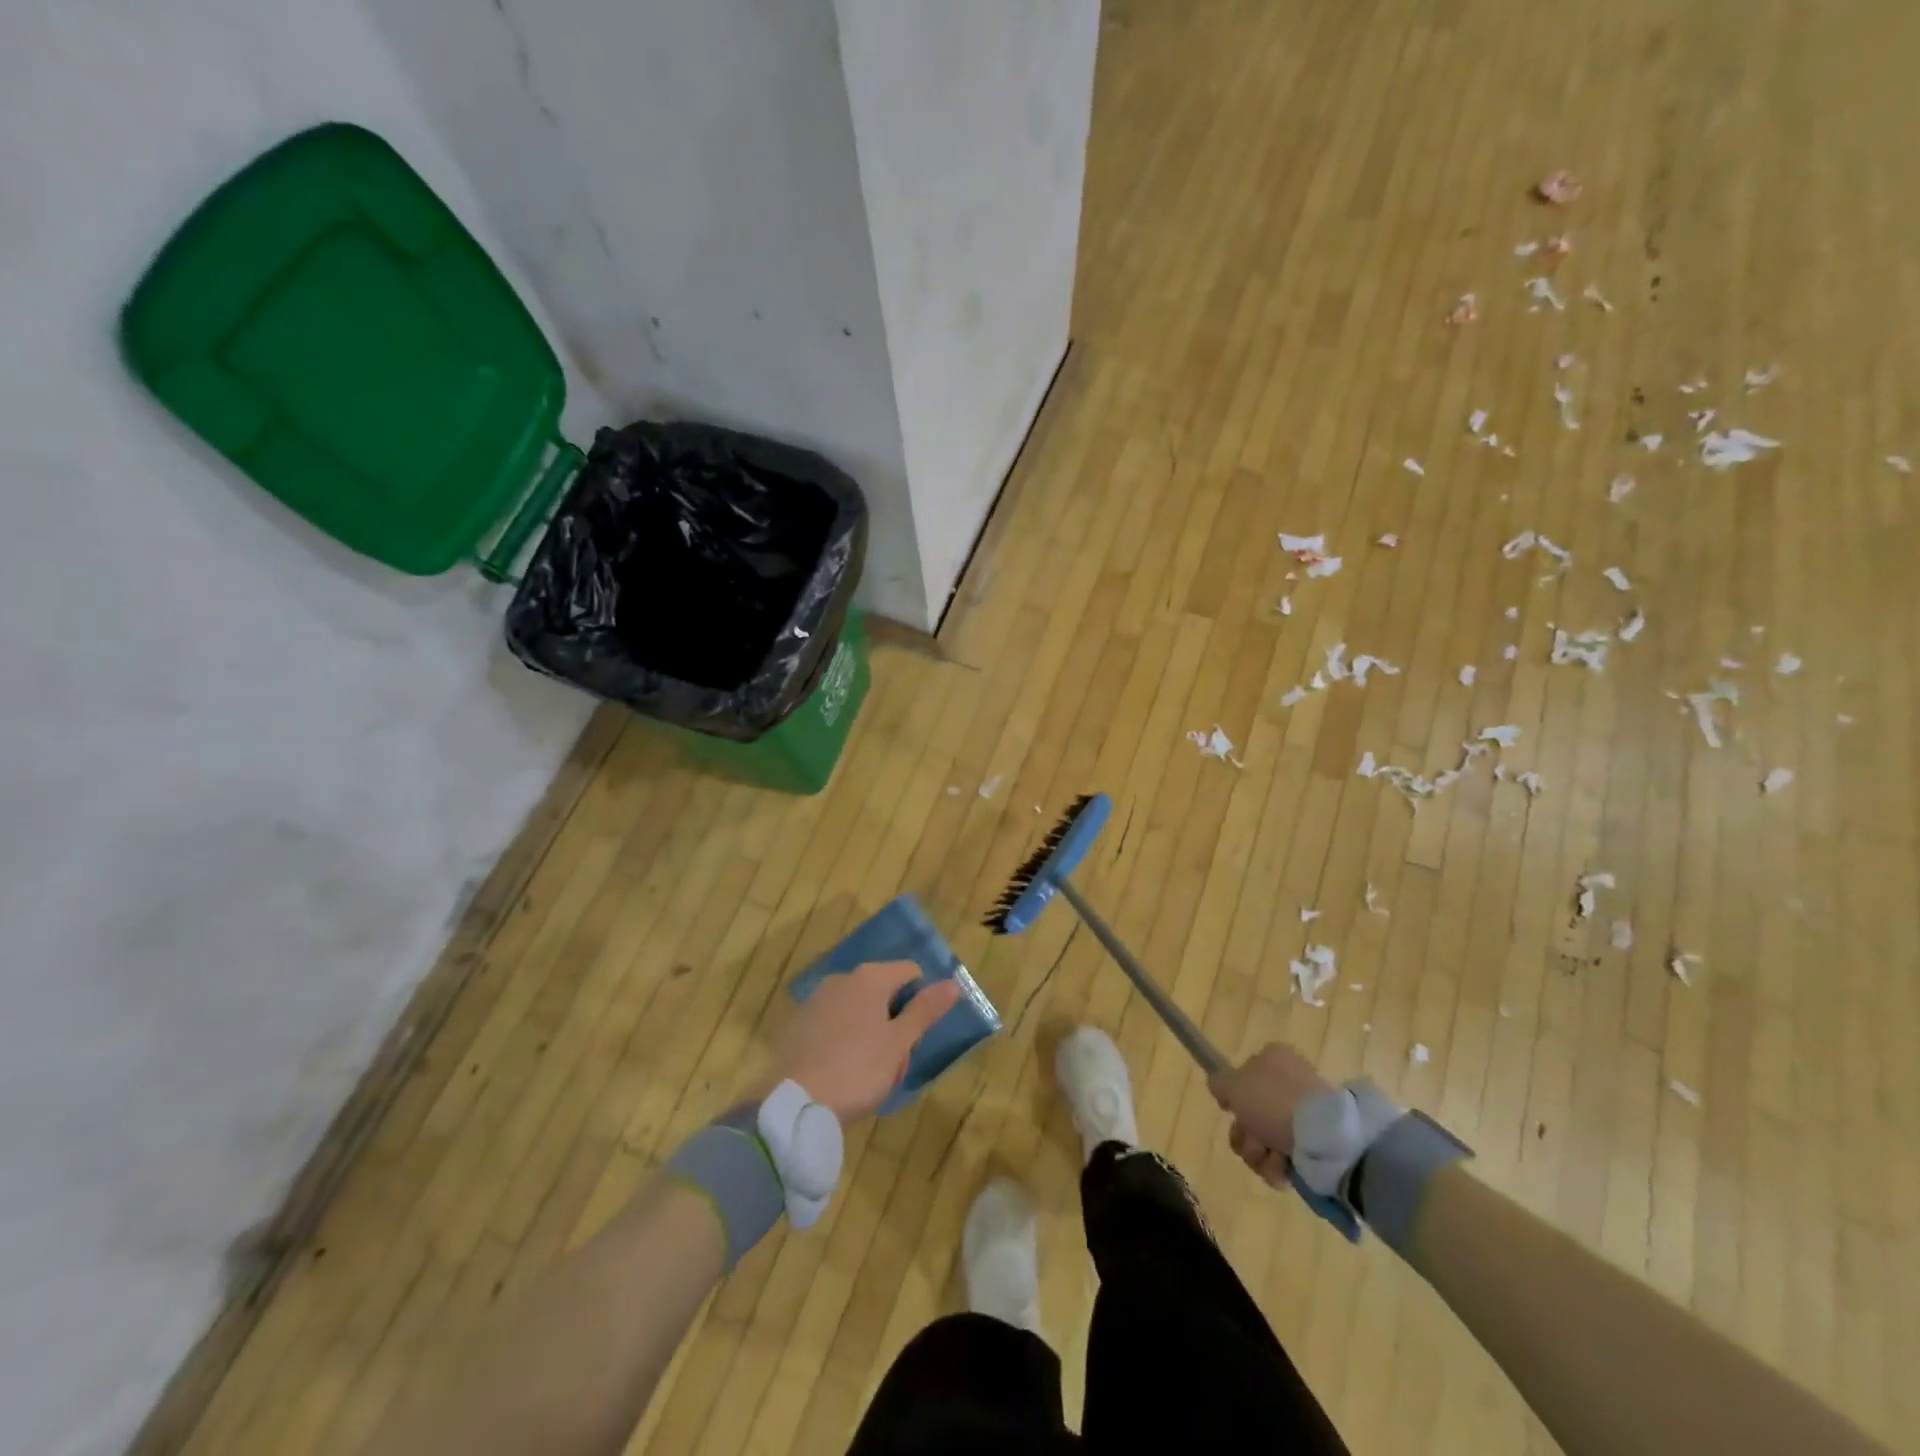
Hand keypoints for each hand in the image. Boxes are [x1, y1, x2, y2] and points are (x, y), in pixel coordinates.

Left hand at [768, 961, 961, 1124]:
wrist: (792, 1103)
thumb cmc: (857, 1069)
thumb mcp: (899, 1044)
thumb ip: (925, 1010)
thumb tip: (953, 983)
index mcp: (870, 978)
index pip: (910, 971)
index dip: (921, 1000)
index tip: (917, 1035)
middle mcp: (842, 979)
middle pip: (883, 991)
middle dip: (894, 1022)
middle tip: (894, 1063)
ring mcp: (816, 1000)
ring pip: (857, 1009)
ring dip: (870, 1032)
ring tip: (868, 1074)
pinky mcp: (797, 1024)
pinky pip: (833, 1024)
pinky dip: (843, 1040)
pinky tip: (841, 1072)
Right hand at [1208, 1043, 1332, 1188]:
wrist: (1323, 1136)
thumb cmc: (1273, 1101)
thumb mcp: (1234, 1085)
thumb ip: (1219, 1082)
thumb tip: (1218, 1086)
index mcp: (1273, 1058)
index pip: (1243, 1075)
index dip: (1233, 1096)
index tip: (1230, 1109)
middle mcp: (1288, 1082)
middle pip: (1250, 1112)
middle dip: (1244, 1134)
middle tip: (1251, 1138)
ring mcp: (1302, 1114)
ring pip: (1263, 1138)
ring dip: (1258, 1152)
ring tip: (1270, 1156)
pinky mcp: (1314, 1144)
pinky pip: (1283, 1156)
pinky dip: (1277, 1166)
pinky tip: (1283, 1167)